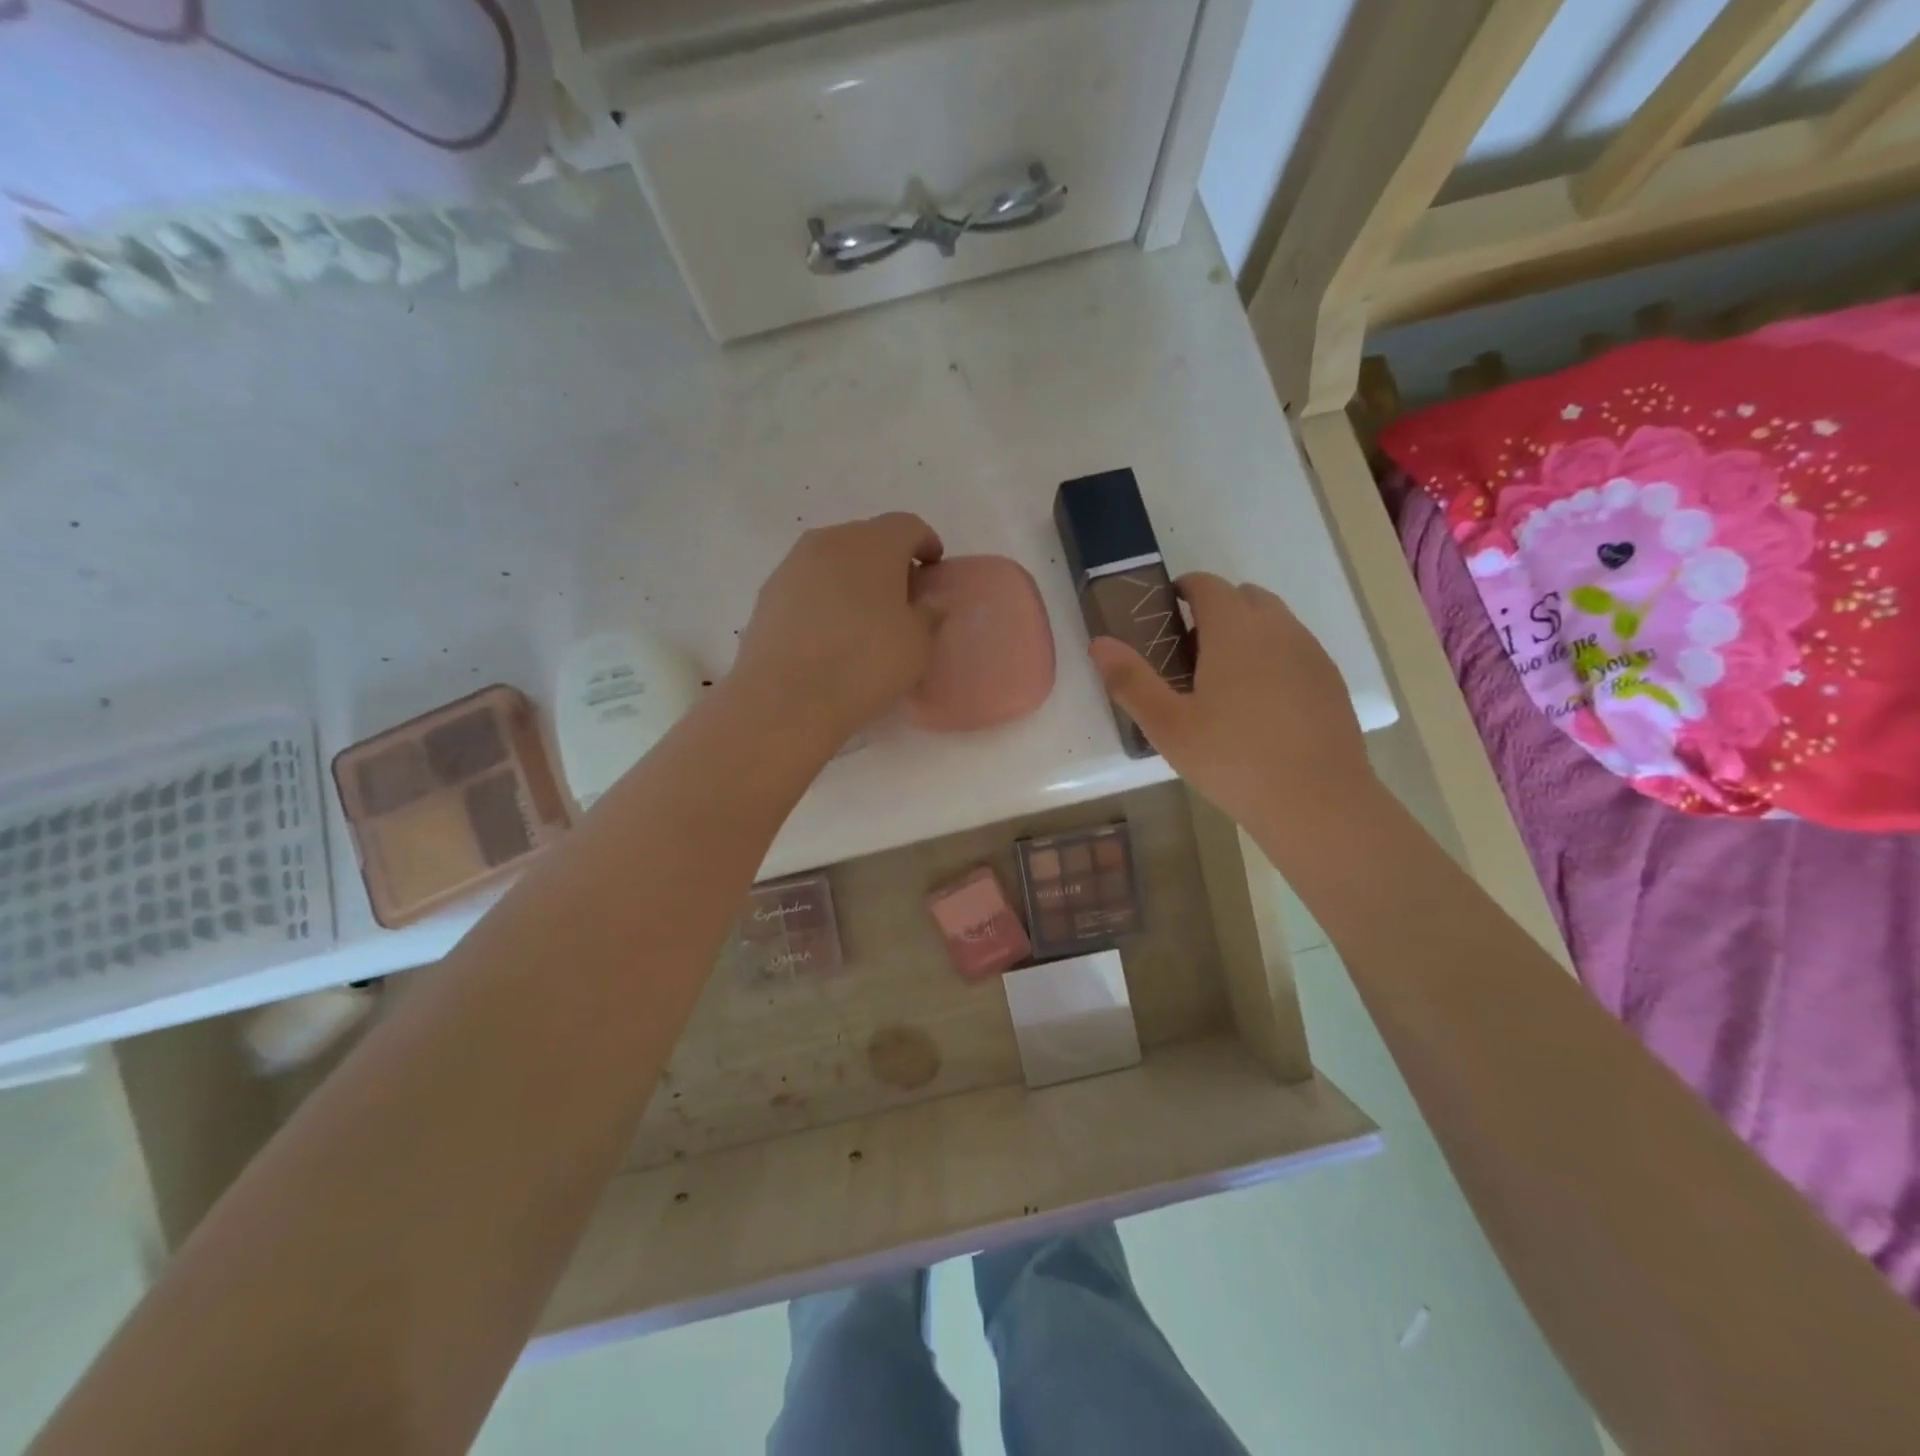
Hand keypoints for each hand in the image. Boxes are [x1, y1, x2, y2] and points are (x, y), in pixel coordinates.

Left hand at [733, 512, 944, 746]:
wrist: (787, 697)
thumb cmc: (865, 664)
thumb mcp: (917, 645)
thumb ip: (928, 614)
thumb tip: (928, 600)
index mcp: (874, 543)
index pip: (908, 526)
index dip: (925, 543)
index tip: (933, 568)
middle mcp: (831, 541)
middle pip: (867, 538)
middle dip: (888, 560)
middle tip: (901, 595)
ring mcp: (794, 564)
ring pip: (834, 559)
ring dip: (853, 577)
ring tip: (864, 615)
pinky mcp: (769, 592)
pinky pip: (808, 583)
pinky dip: (825, 596)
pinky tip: (830, 631)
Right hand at [1090, 573, 1372, 836]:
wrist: (1317, 802)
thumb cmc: (1232, 760)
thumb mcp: (1168, 726)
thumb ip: (1131, 681)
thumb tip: (1098, 642)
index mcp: (1234, 630)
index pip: (1208, 585)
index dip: (1184, 589)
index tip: (1165, 611)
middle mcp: (1278, 628)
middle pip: (1245, 596)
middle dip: (1216, 608)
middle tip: (1189, 651)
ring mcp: (1311, 653)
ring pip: (1275, 621)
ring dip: (1247, 631)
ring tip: (1224, 679)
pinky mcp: (1330, 680)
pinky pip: (1296, 649)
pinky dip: (1274, 656)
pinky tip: (1261, 704)